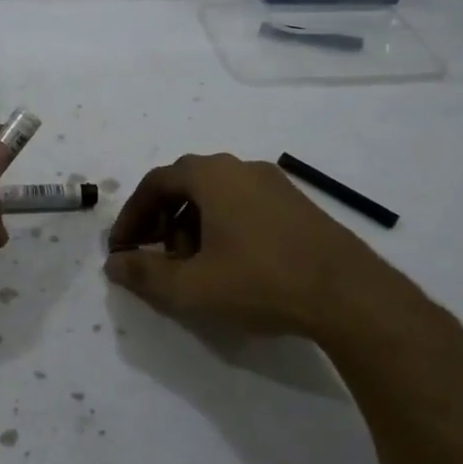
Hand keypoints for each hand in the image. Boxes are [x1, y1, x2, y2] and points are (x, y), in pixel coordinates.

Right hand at [103, 153, 462, 400]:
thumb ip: (145, 275)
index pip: (156, 183)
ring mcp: (274, 184)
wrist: (349, 295)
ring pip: (217, 196)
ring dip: (192, 226)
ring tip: (193, 268)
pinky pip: (244, 206)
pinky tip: (231, 265)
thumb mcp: (192, 287)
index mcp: (212, 175)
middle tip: (155, 256)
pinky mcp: (298, 205)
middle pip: (186, 186)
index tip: (122, 248)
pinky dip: (223, 228)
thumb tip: (114, 265)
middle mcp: (242, 168)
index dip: (132, 216)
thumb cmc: (261, 282)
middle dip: (161, 221)